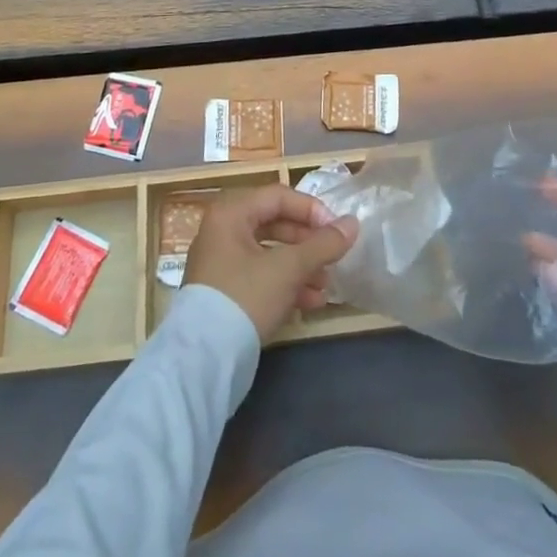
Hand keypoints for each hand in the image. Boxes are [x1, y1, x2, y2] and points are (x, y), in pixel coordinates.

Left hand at [184, 185, 359, 341]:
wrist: (204, 360)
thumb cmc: (245, 297)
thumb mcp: (288, 269)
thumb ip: (322, 245)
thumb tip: (353, 223)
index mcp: (230, 212)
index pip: (278, 196)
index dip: (311, 210)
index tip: (336, 230)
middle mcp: (222, 230)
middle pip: (274, 223)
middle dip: (307, 243)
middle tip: (333, 257)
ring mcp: (221, 262)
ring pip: (269, 253)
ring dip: (301, 266)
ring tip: (326, 285)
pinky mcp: (224, 291)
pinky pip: (260, 275)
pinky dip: (285, 284)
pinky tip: (311, 303)